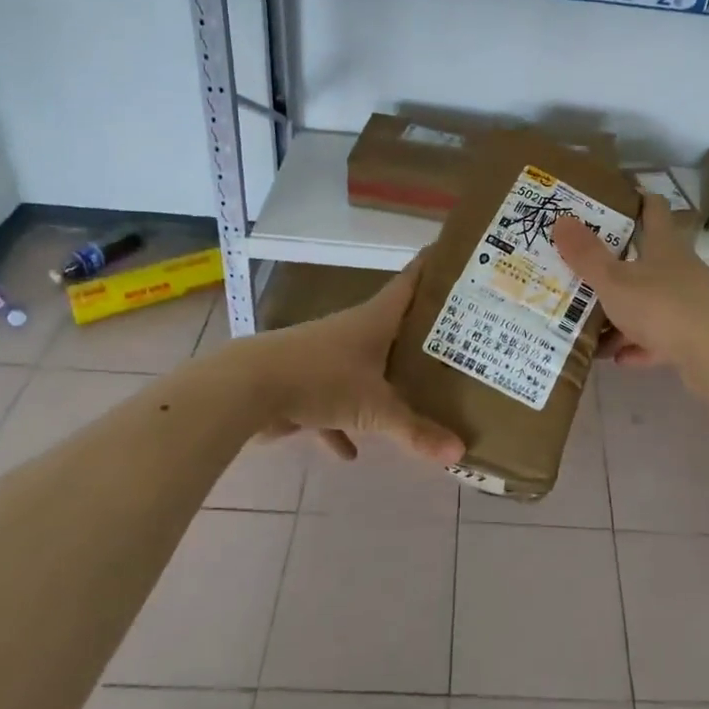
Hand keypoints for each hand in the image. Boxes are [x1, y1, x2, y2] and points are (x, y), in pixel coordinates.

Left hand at [246, 258, 463, 463]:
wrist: (247, 388)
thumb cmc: (322, 380)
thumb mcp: (375, 409)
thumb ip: (416, 430)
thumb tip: (460, 452)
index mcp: (376, 319)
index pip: (411, 281)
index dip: (433, 266)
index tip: (458, 255)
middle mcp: (354, 329)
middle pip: (394, 325)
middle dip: (421, 334)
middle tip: (458, 337)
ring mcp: (326, 355)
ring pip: (365, 366)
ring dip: (384, 382)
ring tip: (414, 396)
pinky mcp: (305, 382)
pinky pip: (333, 403)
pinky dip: (342, 425)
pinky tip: (351, 453)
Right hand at [553, 193, 708, 370]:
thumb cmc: (661, 306)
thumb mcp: (614, 280)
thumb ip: (587, 255)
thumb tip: (561, 219)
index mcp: (665, 245)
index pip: (653, 209)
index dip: (636, 200)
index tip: (611, 199)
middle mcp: (681, 268)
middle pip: (648, 257)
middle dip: (617, 263)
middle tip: (584, 265)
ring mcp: (690, 303)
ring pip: (650, 301)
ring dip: (623, 311)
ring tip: (591, 321)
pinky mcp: (693, 336)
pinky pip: (658, 336)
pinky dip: (637, 344)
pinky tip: (617, 356)